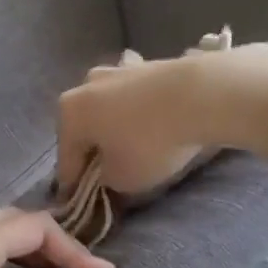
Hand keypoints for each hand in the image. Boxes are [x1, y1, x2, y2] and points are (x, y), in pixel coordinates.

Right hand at [55, 50, 221, 197]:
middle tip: (109, 174)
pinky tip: (155, 125)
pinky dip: (140, 113)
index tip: (82, 202)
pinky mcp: (148, 65)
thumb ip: (106, 180)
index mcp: (69, 113)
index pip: (66, 159)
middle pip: (86, 129)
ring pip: (110, 110)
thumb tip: (108, 172)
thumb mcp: (122, 179)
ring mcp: (117, 70)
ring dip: (116, 128)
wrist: (200, 95)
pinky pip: (136, 99)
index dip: (74, 185)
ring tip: (135, 149)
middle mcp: (85, 85)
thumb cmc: (149, 142)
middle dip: (95, 150)